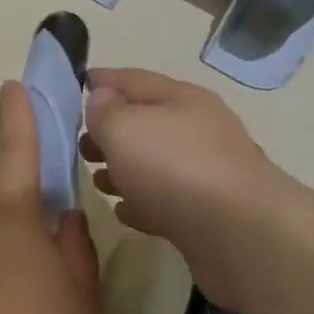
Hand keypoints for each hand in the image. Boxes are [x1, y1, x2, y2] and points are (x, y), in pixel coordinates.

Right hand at [83, 69, 292, 310]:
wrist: (239, 234)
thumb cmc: (174, 168)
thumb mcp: (124, 128)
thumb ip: (105, 111)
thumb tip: (101, 99)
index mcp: (182, 99)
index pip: (133, 79)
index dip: (102, 81)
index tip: (74, 88)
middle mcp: (198, 130)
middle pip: (145, 123)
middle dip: (110, 132)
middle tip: (79, 147)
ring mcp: (205, 174)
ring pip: (153, 164)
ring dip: (123, 170)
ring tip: (96, 182)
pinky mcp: (206, 214)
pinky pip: (165, 201)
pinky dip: (142, 203)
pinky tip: (125, 212)